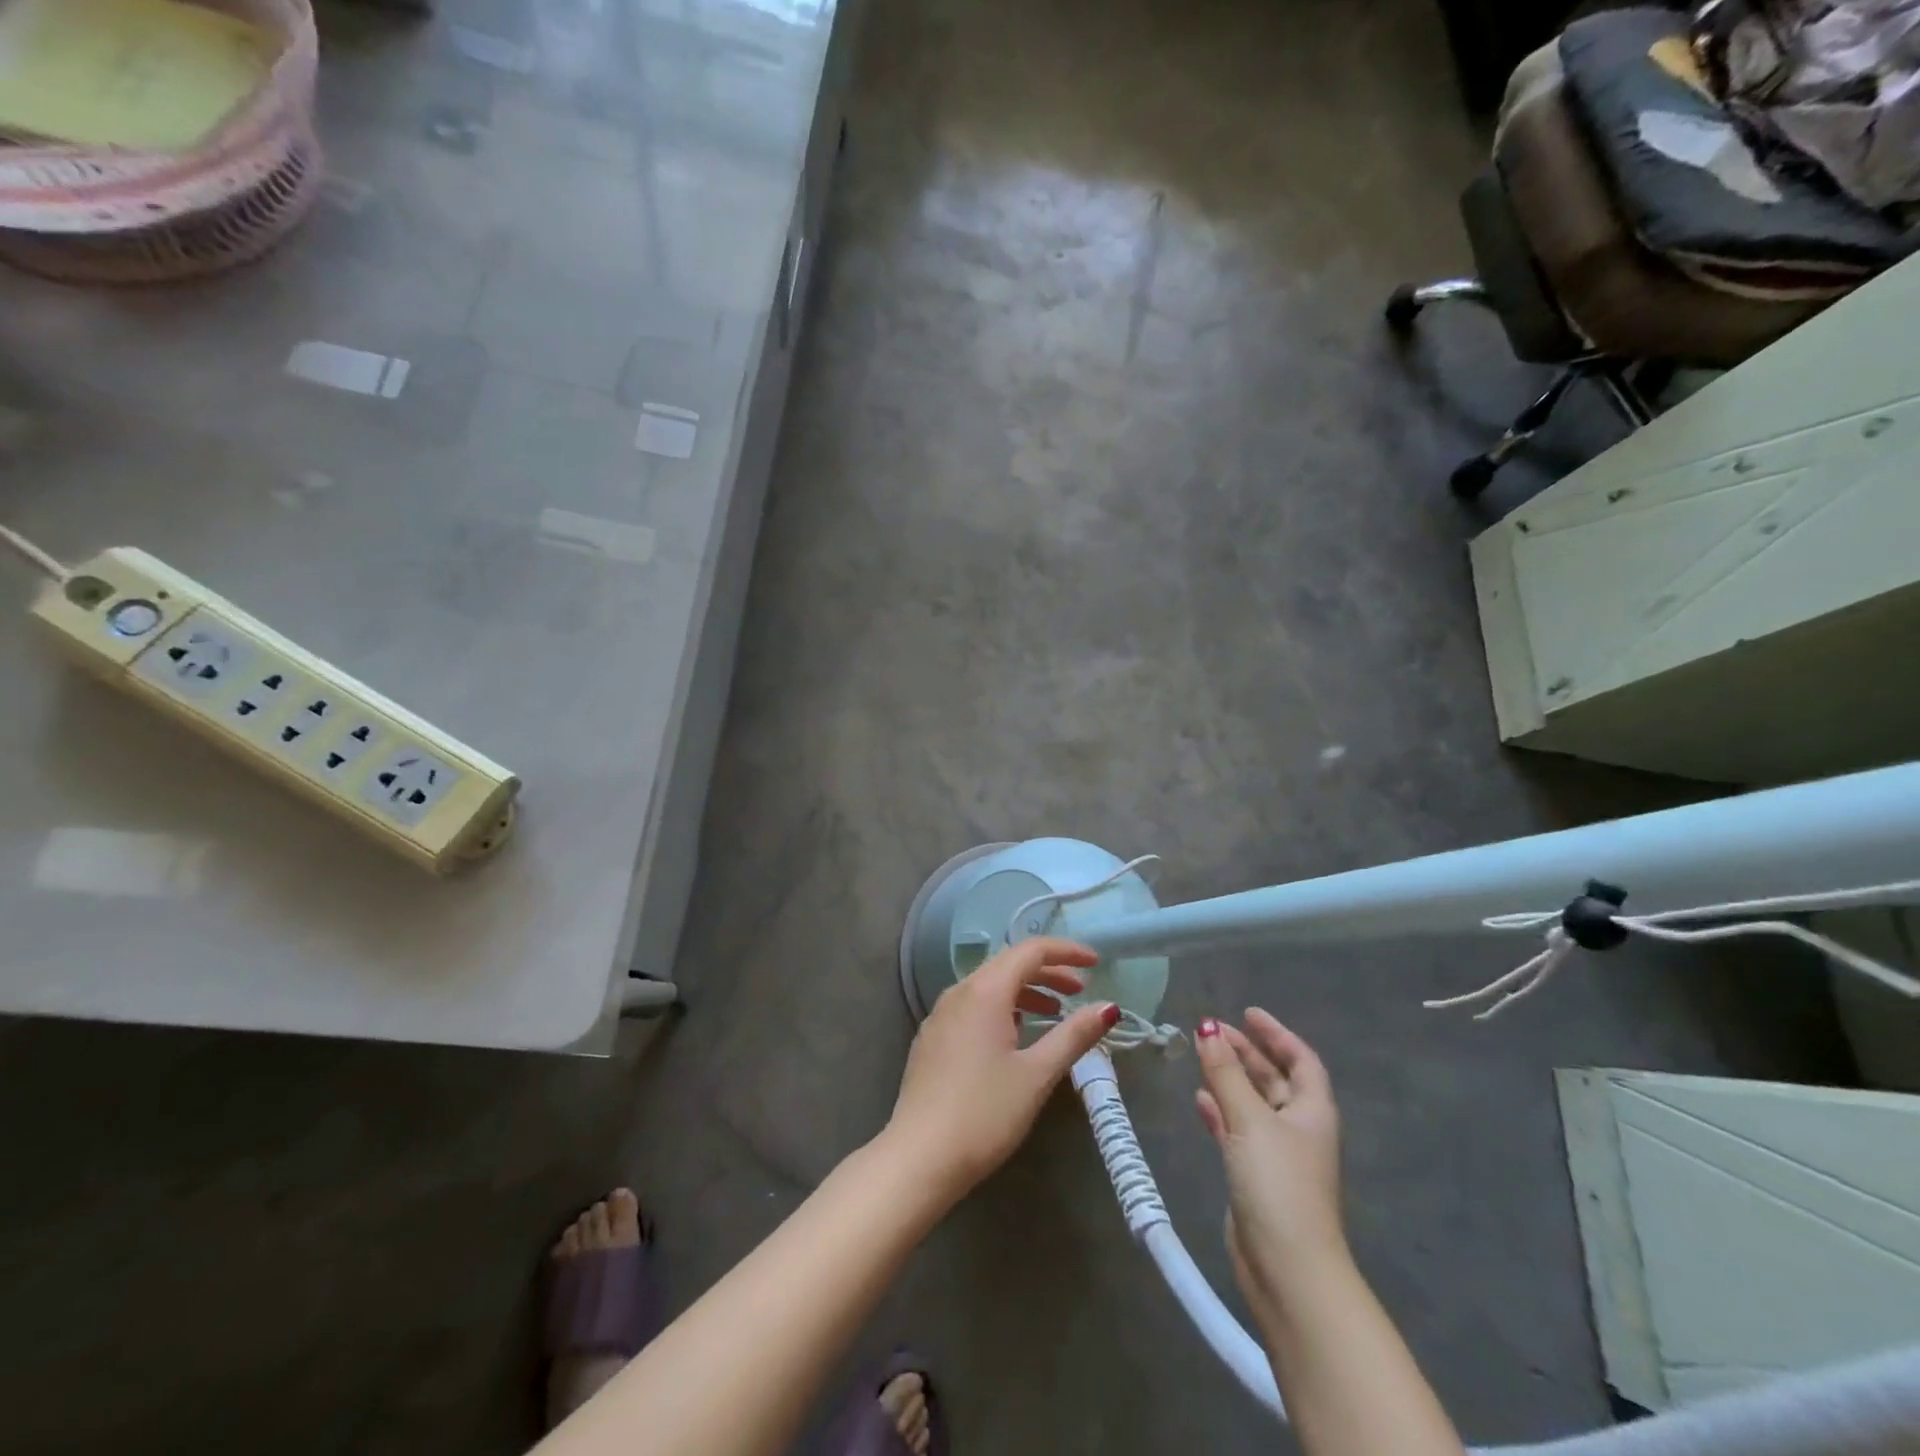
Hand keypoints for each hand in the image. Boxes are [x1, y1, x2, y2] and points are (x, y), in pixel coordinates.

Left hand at [884, 937, 1118, 1205]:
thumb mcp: (1036, 1074)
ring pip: (989, 986)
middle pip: (1008, 964)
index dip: (1065, 952)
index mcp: (984, 991)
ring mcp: (940, 1015)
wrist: (919, 1157)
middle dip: (1048, 972)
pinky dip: (1002, 1008)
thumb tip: (1108, 1008)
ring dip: (1025, 991)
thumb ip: (1073, 1036)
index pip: (1030, 951)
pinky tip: (1015, 1034)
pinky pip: (972, 1006)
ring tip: (1054, 1013)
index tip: (1095, 963)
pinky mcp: (932, 1038)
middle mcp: (959, 992)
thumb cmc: (985, 1113)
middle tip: (1080, 990)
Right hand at [1194, 1011, 1346, 1319]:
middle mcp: (1298, 1128)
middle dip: (1246, 1052)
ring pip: (1252, 1103)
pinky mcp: (1255, 1177)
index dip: (1276, 1034)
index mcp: (1312, 1111)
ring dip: (1229, 1079)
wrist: (1286, 1267)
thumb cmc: (1278, 1183)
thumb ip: (1225, 1072)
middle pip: (1274, 1079)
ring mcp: (1277, 1155)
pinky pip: (1236, 1129)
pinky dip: (1220, 1111)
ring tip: (1200, 1056)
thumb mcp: (1250, 1119)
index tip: (1247, 1012)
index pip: (1300, 1060)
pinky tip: (1199, 1099)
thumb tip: (1207, 1026)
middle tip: (1211, 1030)